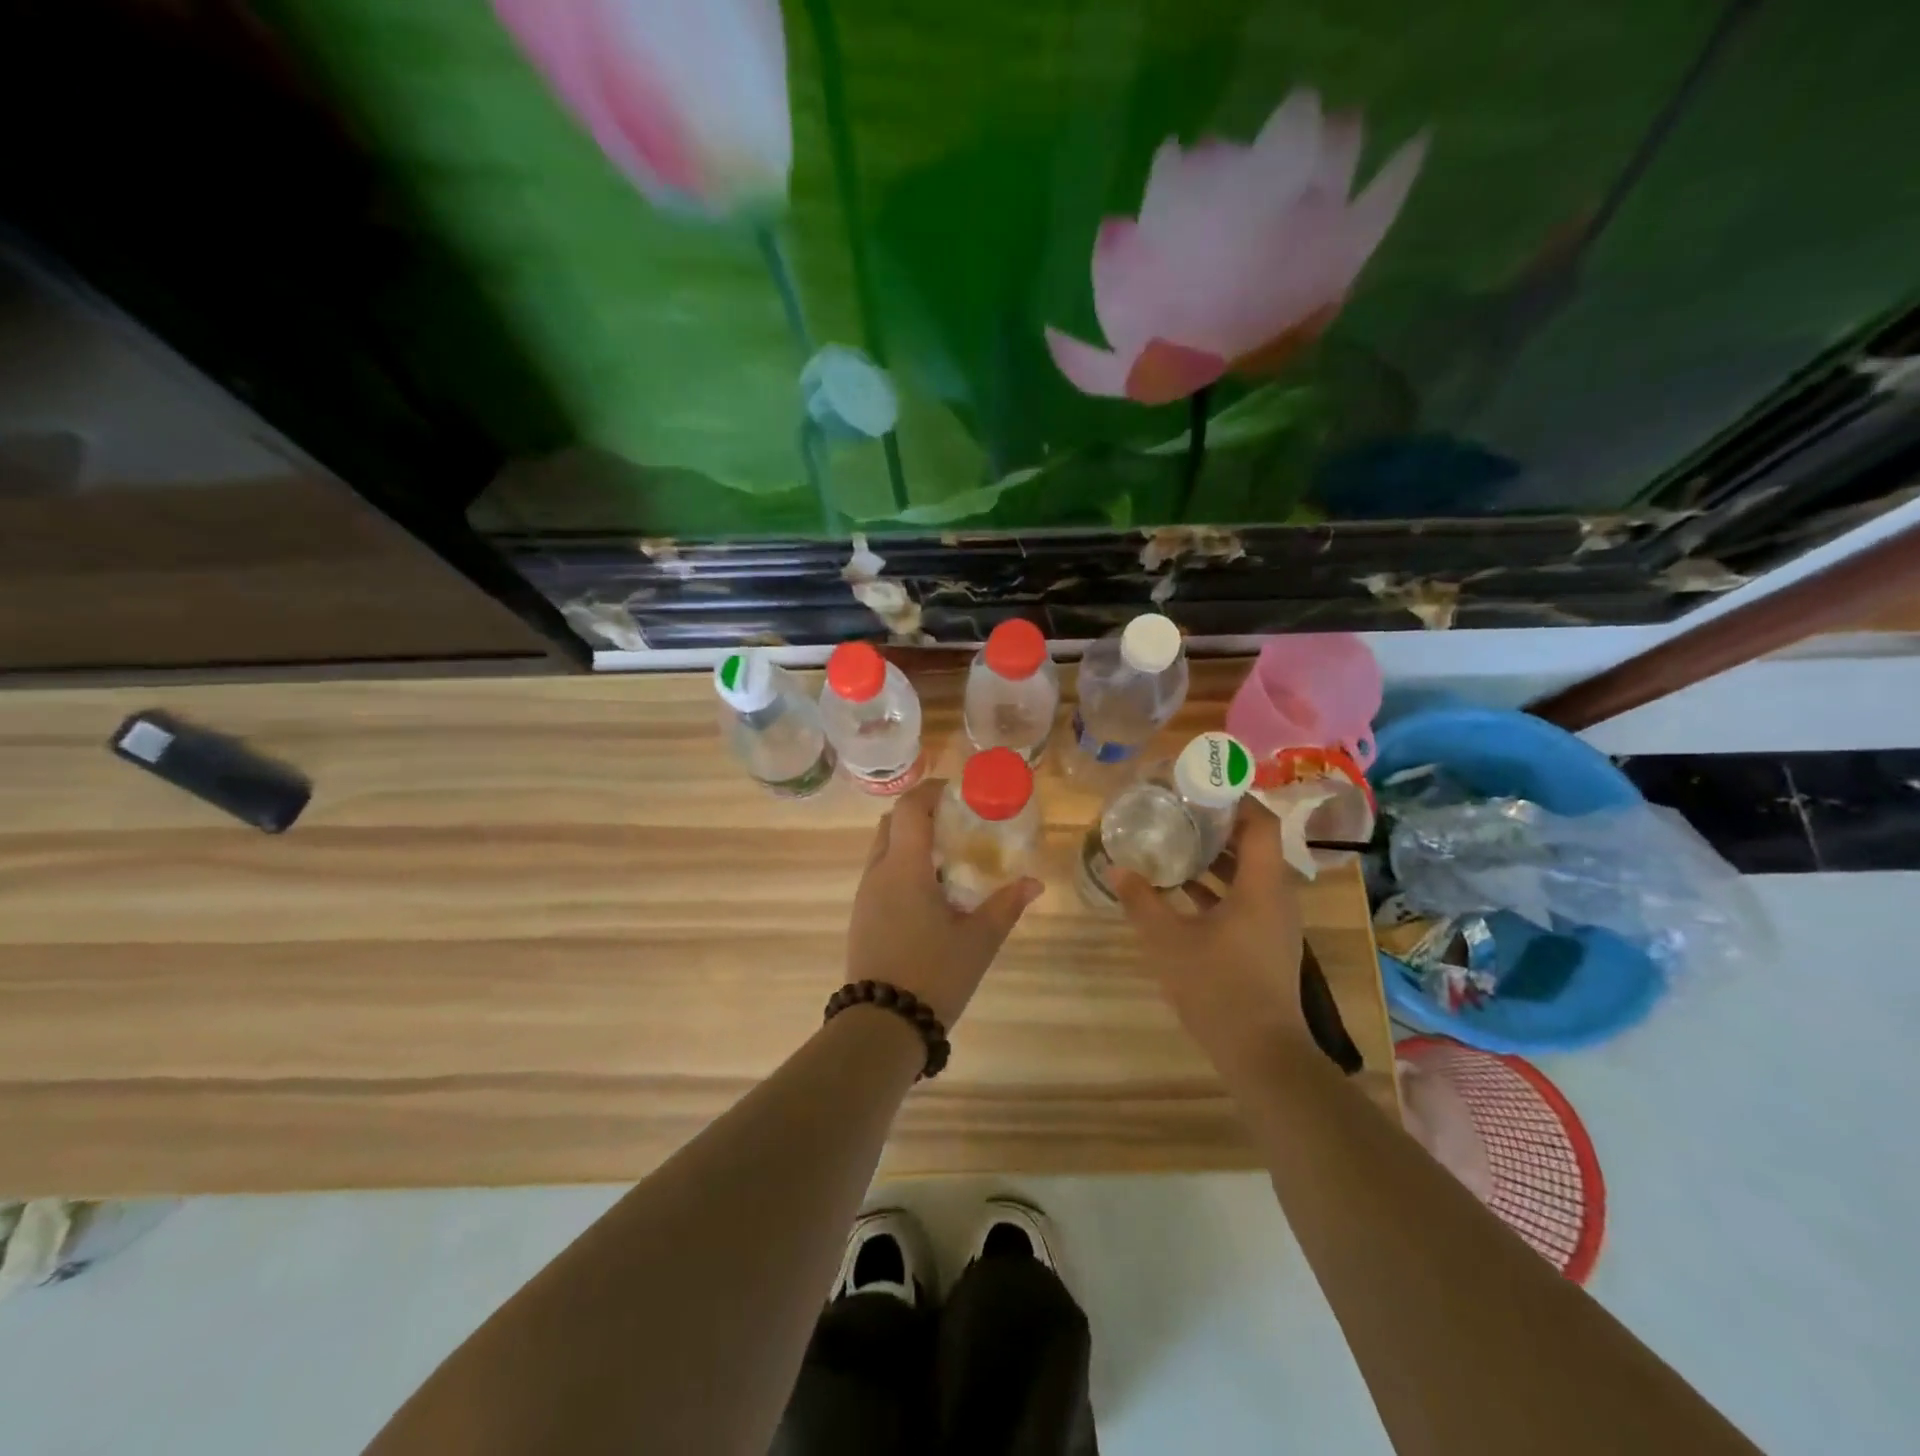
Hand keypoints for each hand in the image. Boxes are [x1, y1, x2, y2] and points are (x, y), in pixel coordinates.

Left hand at [845, 779, 1043, 1026]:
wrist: (882, 1025)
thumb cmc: (933, 974)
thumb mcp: (978, 940)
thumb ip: (1006, 906)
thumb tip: (1034, 883)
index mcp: (904, 867)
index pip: (909, 807)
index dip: (932, 791)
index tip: (959, 793)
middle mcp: (877, 872)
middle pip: (892, 823)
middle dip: (922, 814)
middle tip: (958, 824)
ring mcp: (864, 896)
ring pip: (884, 849)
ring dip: (912, 842)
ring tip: (949, 859)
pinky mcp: (861, 917)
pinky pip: (880, 875)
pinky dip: (903, 867)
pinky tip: (930, 893)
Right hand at [1109, 799, 1309, 1077]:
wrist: (1262, 1054)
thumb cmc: (1217, 987)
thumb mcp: (1168, 940)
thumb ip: (1142, 900)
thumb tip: (1117, 867)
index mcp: (1262, 886)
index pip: (1260, 823)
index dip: (1235, 798)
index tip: (1200, 785)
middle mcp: (1276, 897)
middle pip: (1254, 845)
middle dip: (1217, 825)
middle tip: (1178, 809)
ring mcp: (1274, 923)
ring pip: (1248, 874)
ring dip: (1215, 857)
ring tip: (1174, 842)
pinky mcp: (1266, 943)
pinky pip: (1244, 898)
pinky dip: (1217, 887)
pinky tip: (1180, 890)